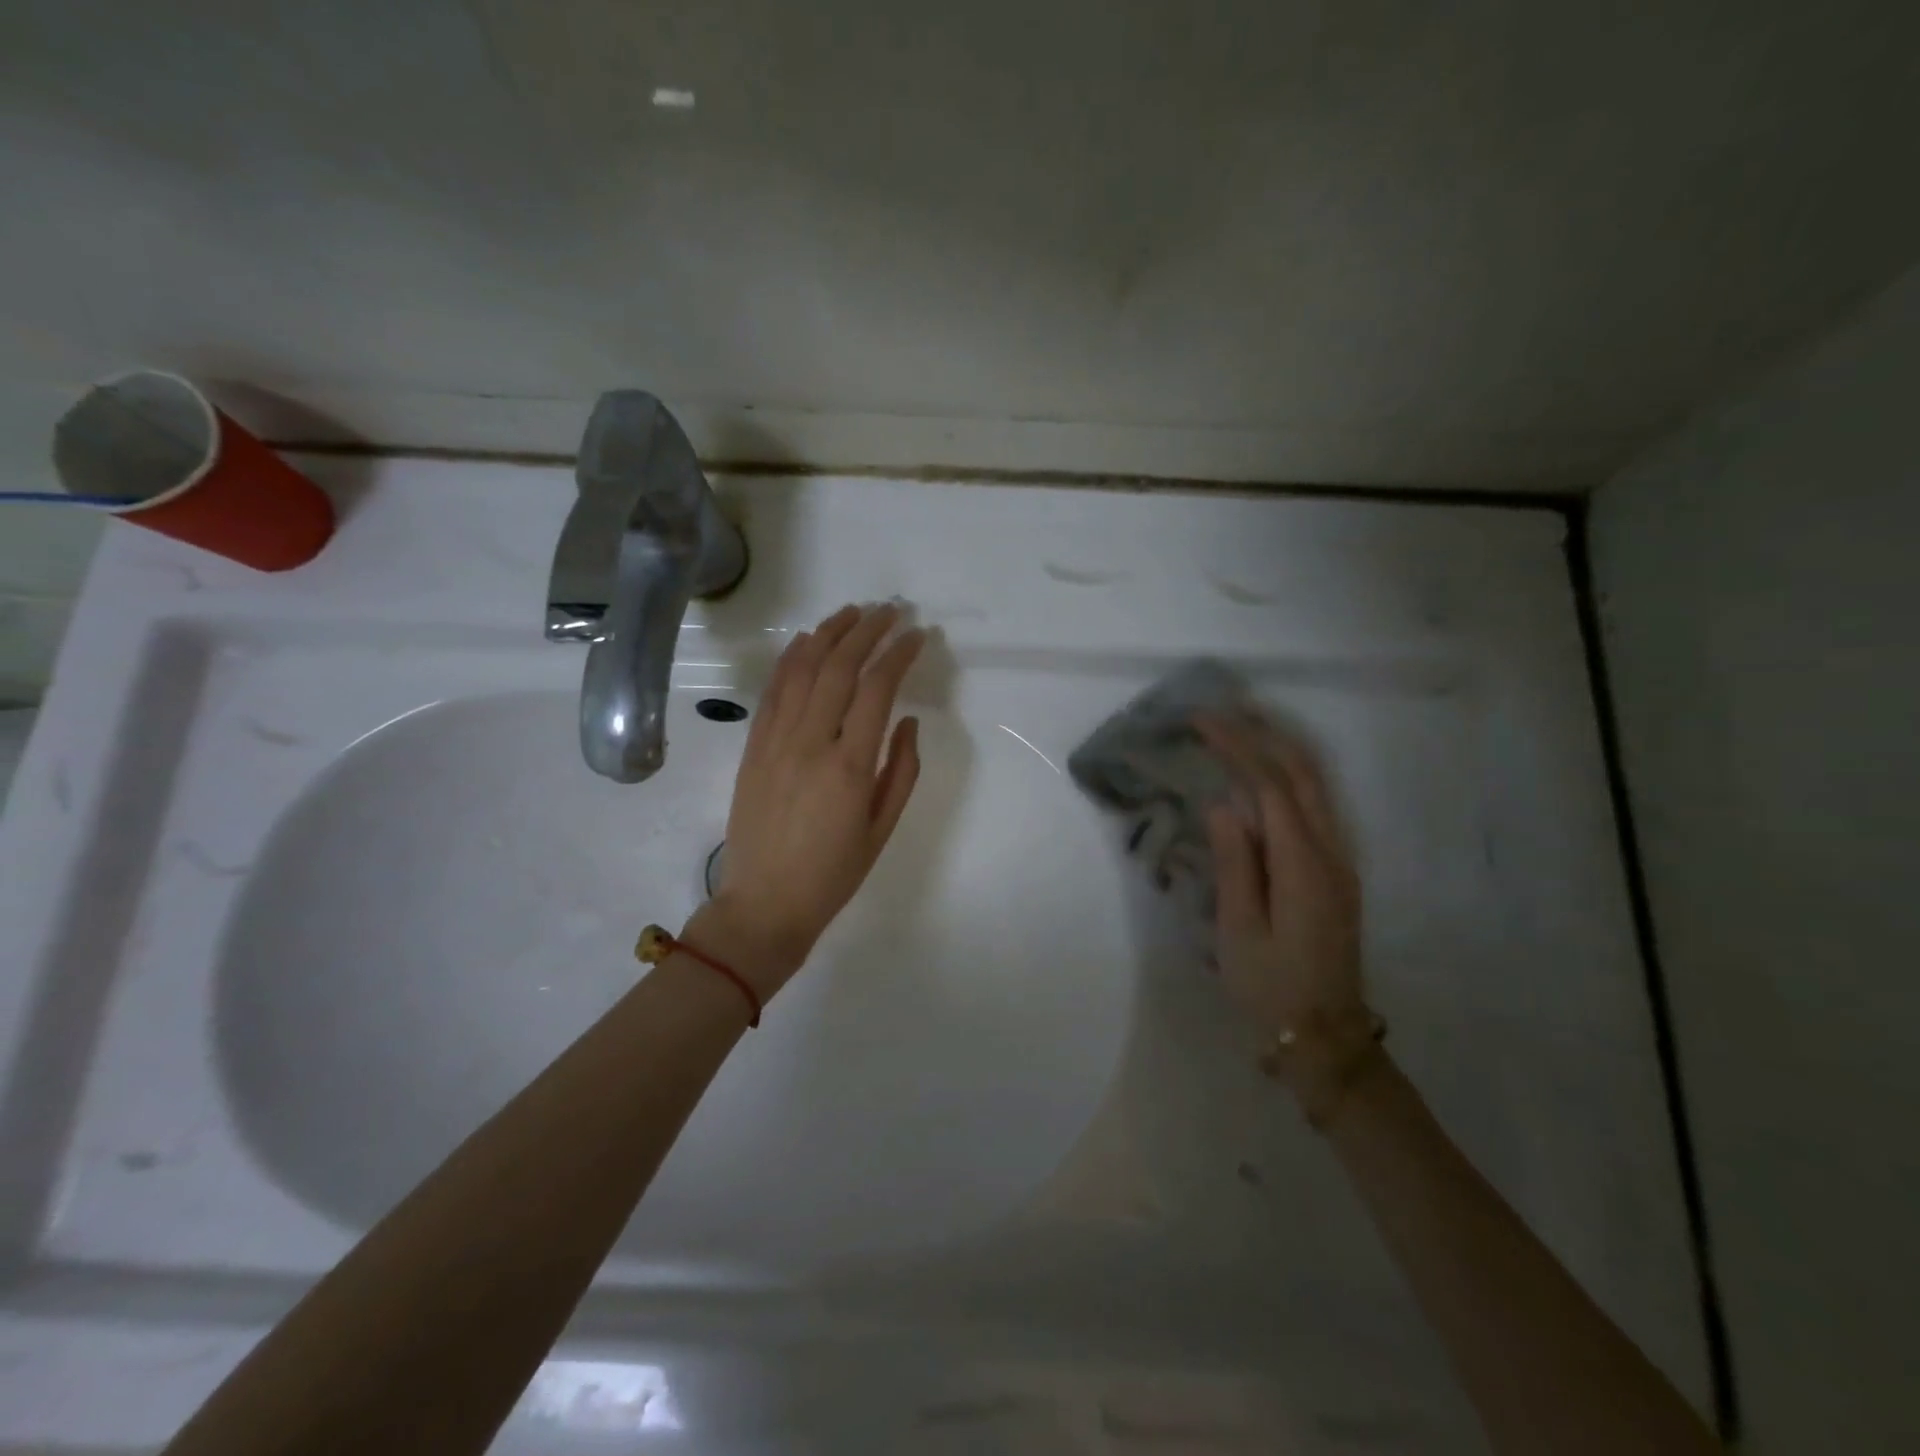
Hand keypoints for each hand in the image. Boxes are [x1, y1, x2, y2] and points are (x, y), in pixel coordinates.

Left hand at [694, 603, 924, 997]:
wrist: (764, 904)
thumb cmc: (833, 873)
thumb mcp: (882, 828)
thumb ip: (901, 769)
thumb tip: (907, 720)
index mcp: (849, 766)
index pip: (876, 689)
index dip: (898, 654)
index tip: (917, 635)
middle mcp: (810, 742)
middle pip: (838, 667)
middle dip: (867, 631)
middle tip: (890, 610)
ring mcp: (775, 741)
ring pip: (802, 670)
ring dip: (828, 634)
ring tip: (852, 612)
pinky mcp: (753, 747)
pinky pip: (773, 691)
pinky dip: (790, 659)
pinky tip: (806, 641)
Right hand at [1199, 712, 1371, 1094]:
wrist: (1324, 1036)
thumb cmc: (1270, 986)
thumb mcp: (1240, 929)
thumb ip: (1235, 862)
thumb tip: (1223, 803)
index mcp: (1303, 866)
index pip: (1270, 786)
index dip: (1237, 746)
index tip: (1202, 721)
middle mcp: (1331, 852)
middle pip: (1303, 774)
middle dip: (1263, 734)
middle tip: (1223, 710)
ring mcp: (1340, 861)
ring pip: (1317, 786)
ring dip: (1281, 749)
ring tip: (1243, 726)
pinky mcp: (1337, 872)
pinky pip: (1317, 805)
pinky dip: (1290, 775)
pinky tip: (1266, 772)